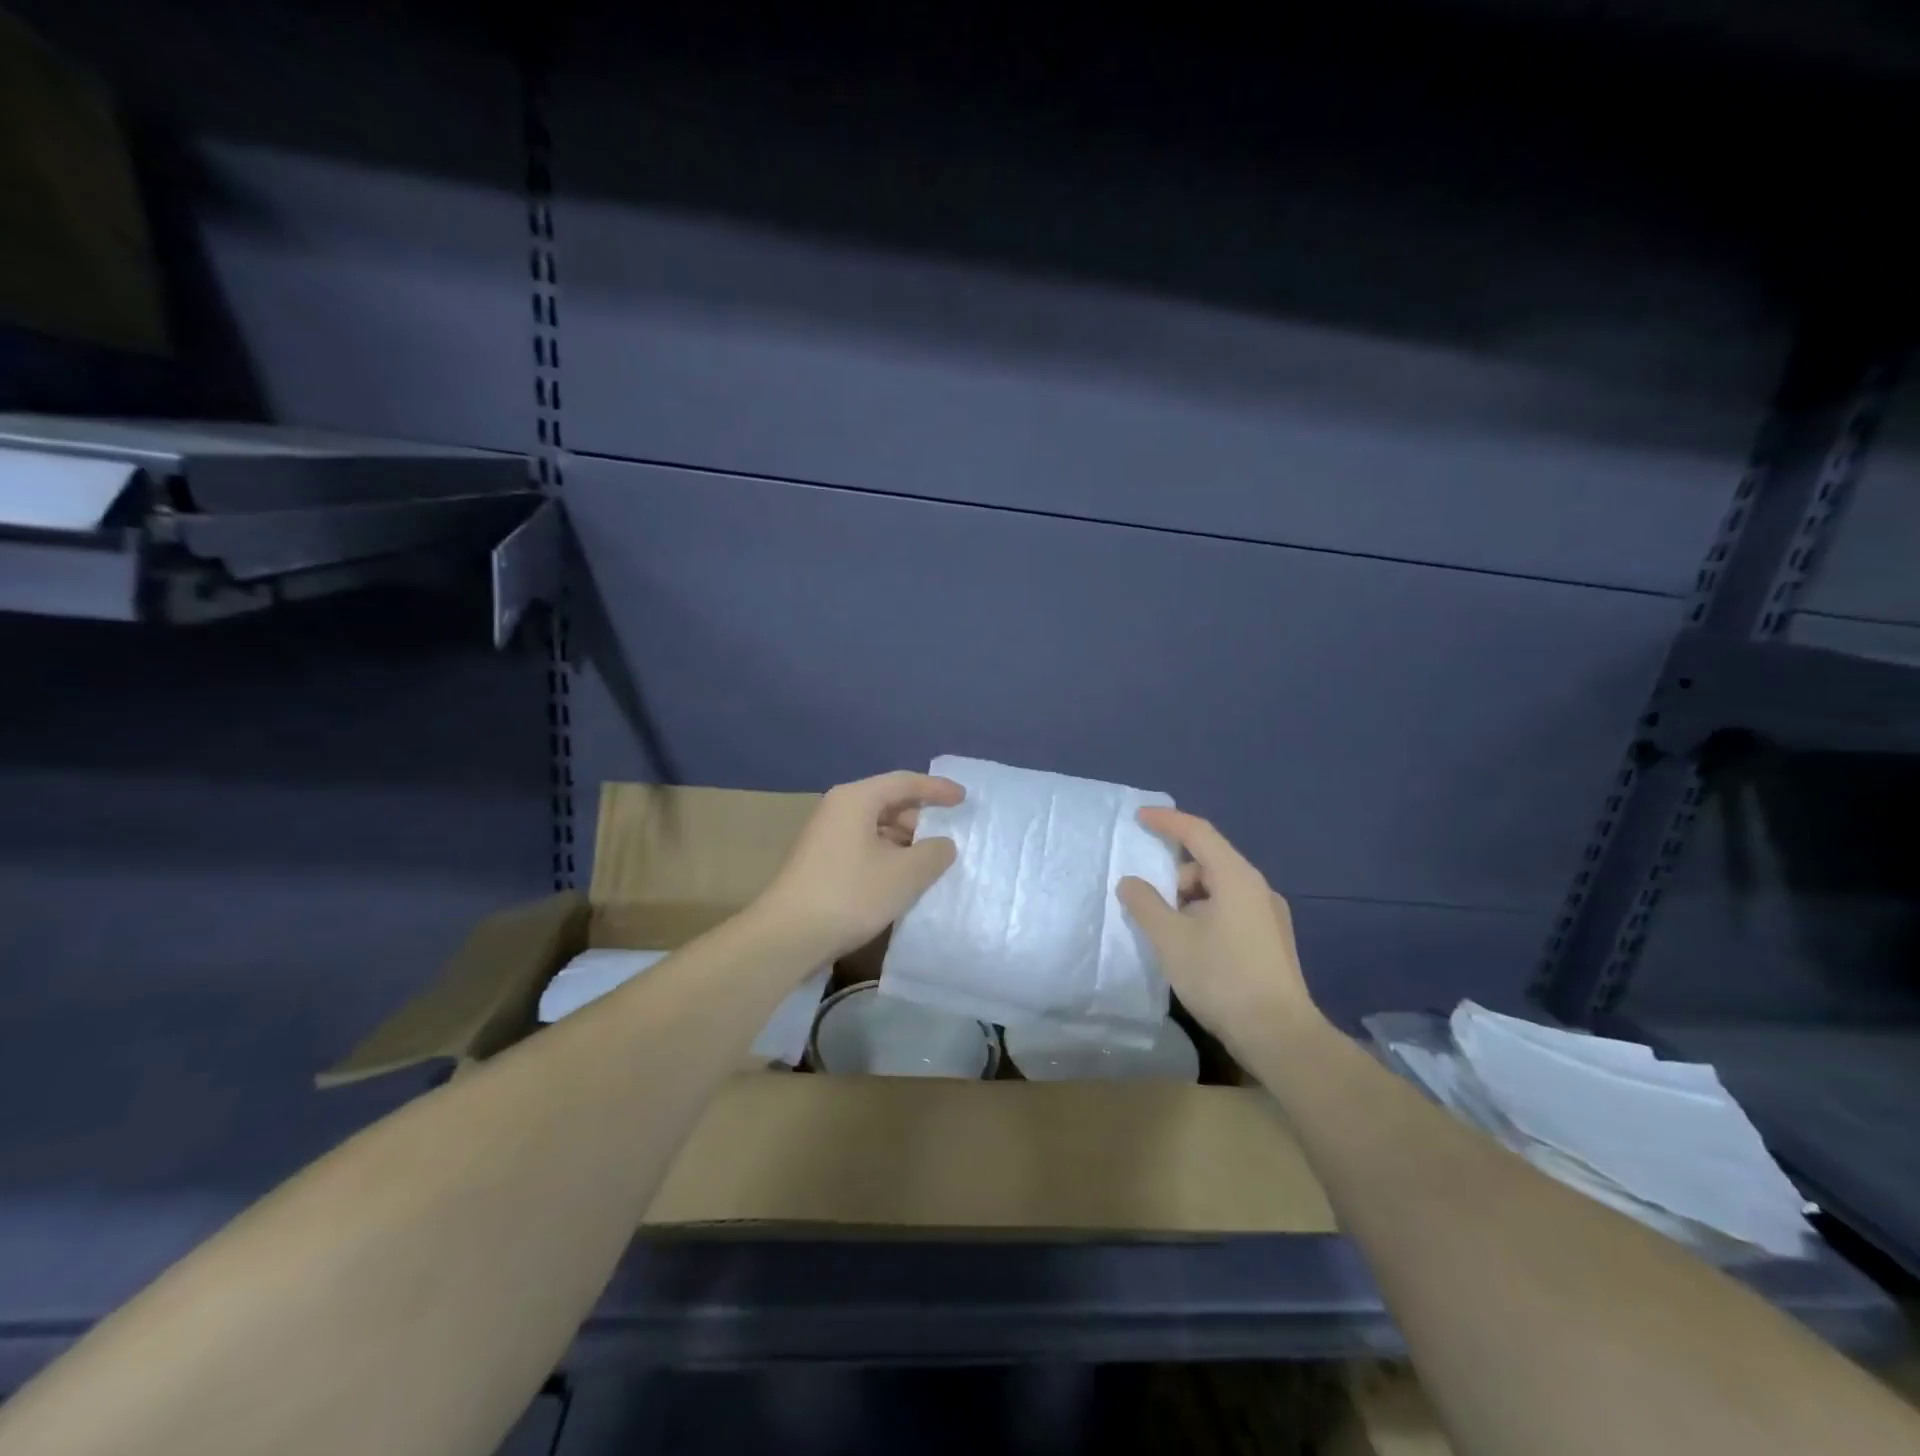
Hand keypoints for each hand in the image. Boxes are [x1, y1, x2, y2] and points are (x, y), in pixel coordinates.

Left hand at [752, 770, 964, 962]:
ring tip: (928, 860)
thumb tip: (943, 844)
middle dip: (920, 816)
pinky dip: (886, 854)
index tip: (963, 798)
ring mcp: (824, 835)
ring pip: (874, 826)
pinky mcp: (820, 861)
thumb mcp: (904, 874)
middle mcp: (837, 808)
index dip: (937, 789)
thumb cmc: (850, 894)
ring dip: (904, 840)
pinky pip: (862, 845)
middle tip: (947, 834)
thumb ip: (933, 853)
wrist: (787, 935)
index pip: (904, 782)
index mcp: (856, 799)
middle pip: (887, 801)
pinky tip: (900, 877)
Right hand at [1117, 808, 1321, 1053]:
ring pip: (1218, 890)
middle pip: (1208, 863)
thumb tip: (1130, 883)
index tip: (1139, 818)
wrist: (1279, 1035)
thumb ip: (1145, 904)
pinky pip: (1230, 911)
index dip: (1167, 821)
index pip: (1198, 833)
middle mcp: (1258, 888)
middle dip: (1175, 876)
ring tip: (1172, 936)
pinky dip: (1205, 916)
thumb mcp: (1171, 938)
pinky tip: (1194, 949)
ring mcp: (1269, 916)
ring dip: (1189, 901)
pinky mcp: (1271, 941)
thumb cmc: (1221, 977)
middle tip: (1152, 907)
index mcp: (1236, 877)